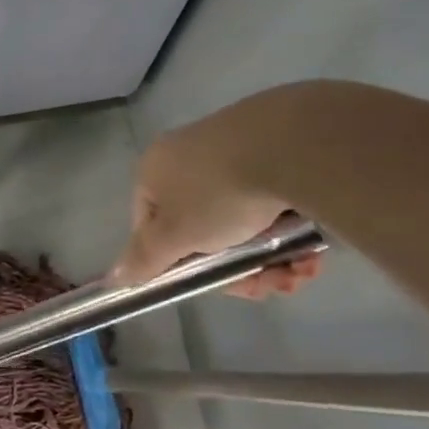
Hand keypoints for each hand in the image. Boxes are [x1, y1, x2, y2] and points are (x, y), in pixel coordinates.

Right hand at [111, 100, 322, 299]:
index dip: (180, 263)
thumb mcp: (175, 236)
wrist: (292, 144)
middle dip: (239, 267)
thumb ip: (145, 258)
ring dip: (271, 256)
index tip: (216, 283)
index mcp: (154, 170)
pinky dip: (290, 229)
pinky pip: (274, 198)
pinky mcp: (276, 144)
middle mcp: (187, 154)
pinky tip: (312, 250)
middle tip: (269, 284)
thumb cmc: (219, 195)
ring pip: (245, 219)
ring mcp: (232, 146)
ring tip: (301, 271)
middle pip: (204, 229)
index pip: (152, 226)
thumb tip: (115, 278)